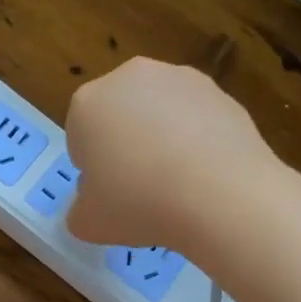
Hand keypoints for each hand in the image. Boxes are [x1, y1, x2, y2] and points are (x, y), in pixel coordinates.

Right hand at [64, 57, 273, 247]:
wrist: (221, 194)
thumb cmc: (138, 203)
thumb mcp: (88, 223)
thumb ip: (81, 209)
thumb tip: (95, 202)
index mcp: (87, 103)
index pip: (79, 136)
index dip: (92, 168)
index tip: (107, 194)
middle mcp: (130, 78)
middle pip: (119, 115)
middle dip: (126, 144)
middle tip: (139, 188)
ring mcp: (179, 79)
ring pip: (160, 113)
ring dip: (162, 138)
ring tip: (178, 183)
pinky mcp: (220, 92)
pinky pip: (197, 119)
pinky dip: (197, 140)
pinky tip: (205, 174)